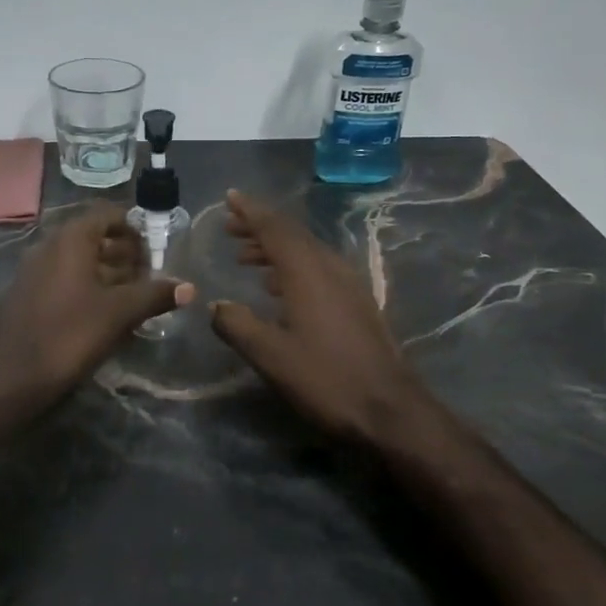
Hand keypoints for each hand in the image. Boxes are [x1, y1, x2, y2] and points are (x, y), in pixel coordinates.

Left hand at [0, 203, 194, 400]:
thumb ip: (155, 295)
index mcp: (70, 239)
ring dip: (107, 272)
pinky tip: (104, 313)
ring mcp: (34, 271)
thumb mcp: (119, 313)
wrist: (14, 376)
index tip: (155, 248)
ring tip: (134, 295)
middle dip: (124, 253)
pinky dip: (87, 287)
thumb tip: (190, 288)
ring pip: (78, 261)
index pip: (106, 214)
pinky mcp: (27, 295)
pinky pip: (63, 279)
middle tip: (150, 275)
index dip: (134, 227)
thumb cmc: (70, 334)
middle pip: (93, 237)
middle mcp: (49, 246)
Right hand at [210, 190, 433, 444]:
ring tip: (246, 257)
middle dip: (260, 227)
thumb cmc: (326, 378)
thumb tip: (216, 306)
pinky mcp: (358, 302)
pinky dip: (292, 266)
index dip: (251, 211)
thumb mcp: (271, 356)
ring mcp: (349, 284)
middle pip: (292, 235)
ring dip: (275, 248)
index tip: (230, 197)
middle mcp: (330, 268)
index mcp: (307, 272)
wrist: (389, 408)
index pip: (275, 228)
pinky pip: (318, 269)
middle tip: (230, 227)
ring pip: (306, 252)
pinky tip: (279, 287)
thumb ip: (238, 326)